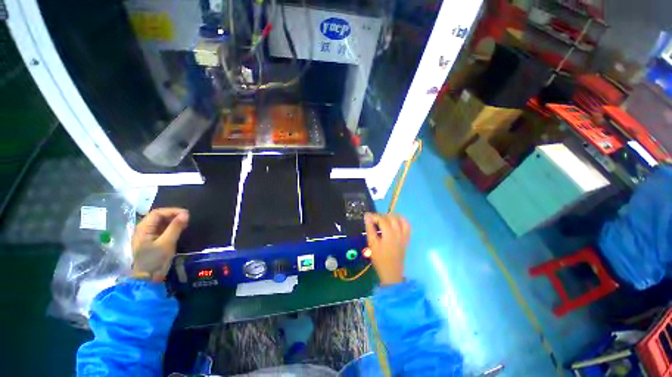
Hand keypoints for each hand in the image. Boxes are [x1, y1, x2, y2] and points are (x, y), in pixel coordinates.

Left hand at [131, 208, 188, 281]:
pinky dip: (171, 228)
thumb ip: (175, 227)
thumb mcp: (167, 243)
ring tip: (185, 224)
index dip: (172, 211)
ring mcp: (147, 236)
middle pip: (158, 217)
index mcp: (143, 229)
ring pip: (161, 223)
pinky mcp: (152, 242)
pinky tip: (179, 230)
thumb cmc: (155, 260)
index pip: (157, 213)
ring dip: (173, 221)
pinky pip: (162, 230)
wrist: (147, 279)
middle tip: (187, 219)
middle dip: (173, 215)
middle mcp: (143, 230)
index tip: (186, 214)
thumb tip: (186, 214)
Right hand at [364, 213, 410, 285]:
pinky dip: (402, 221)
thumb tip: (367, 217)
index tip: (367, 216)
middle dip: (382, 215)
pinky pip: (407, 226)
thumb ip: (370, 229)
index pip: (382, 219)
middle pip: (392, 217)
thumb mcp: (372, 244)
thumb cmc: (379, 258)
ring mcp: (404, 235)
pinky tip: (395, 222)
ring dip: (393, 216)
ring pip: (401, 219)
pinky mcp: (407, 239)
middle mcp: (398, 232)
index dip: (374, 216)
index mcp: (389, 233)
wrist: (391, 272)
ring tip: (385, 219)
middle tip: (375, 219)